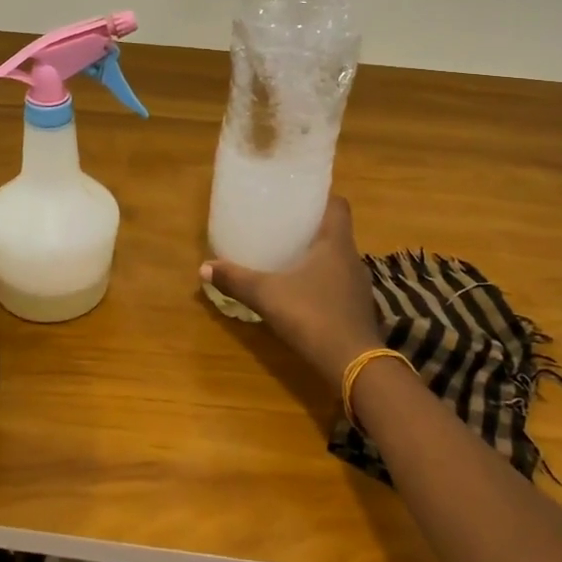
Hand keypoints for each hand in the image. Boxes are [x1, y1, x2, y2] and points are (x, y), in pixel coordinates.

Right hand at [201, 197, 384, 386]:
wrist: (354, 365)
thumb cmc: (313, 316)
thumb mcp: (268, 295)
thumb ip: (237, 280)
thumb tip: (204, 267)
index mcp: (336, 243)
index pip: (339, 205)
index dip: (322, 197)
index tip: (298, 197)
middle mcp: (352, 258)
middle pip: (336, 230)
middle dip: (312, 226)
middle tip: (284, 224)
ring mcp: (358, 285)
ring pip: (337, 258)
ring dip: (318, 254)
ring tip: (289, 254)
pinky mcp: (357, 308)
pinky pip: (339, 282)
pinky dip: (322, 280)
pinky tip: (301, 289)